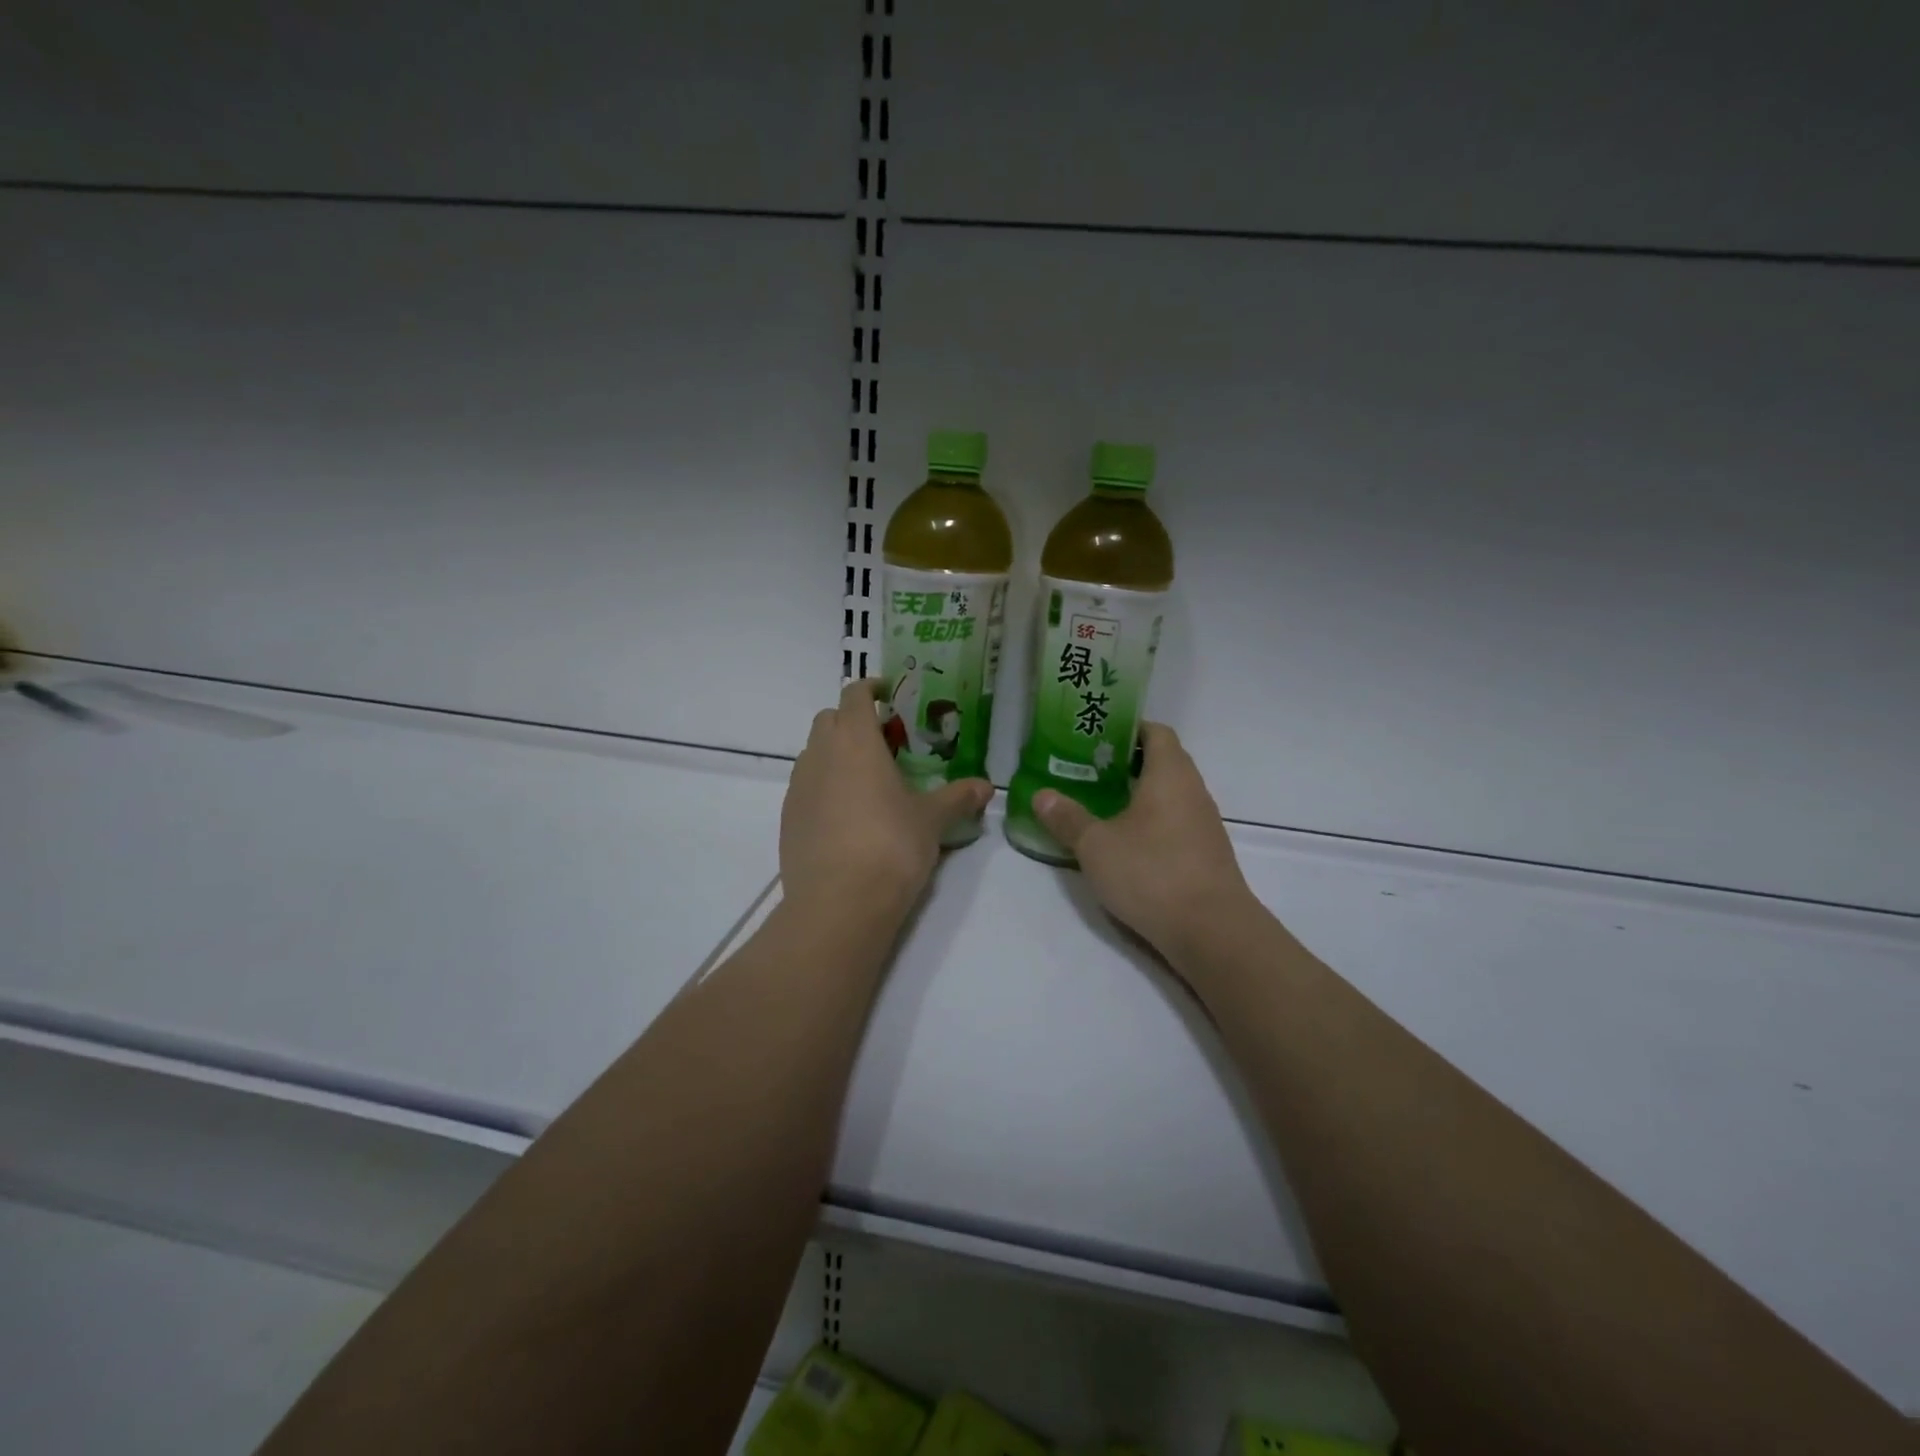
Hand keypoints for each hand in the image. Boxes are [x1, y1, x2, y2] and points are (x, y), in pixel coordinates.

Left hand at [780, 678, 992, 918]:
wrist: (839, 903)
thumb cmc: (891, 845)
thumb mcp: (932, 820)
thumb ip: (958, 797)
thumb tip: (986, 786)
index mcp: (855, 740)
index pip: (854, 694)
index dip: (870, 688)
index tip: (888, 695)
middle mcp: (820, 754)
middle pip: (829, 719)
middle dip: (853, 721)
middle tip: (884, 743)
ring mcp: (798, 786)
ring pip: (814, 753)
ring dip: (836, 754)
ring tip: (867, 781)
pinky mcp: (787, 818)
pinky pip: (805, 787)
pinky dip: (824, 787)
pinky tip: (847, 816)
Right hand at [1032, 723, 1256, 963]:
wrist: (1211, 931)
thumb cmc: (1151, 872)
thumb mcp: (1096, 845)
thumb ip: (1067, 818)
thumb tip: (1040, 795)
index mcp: (1170, 774)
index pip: (1155, 731)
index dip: (1127, 728)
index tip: (1096, 737)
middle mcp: (1193, 791)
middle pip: (1163, 761)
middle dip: (1126, 762)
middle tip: (1087, 770)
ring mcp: (1204, 824)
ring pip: (1170, 794)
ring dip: (1139, 794)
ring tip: (1100, 804)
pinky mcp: (1206, 854)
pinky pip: (1176, 822)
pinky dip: (1151, 822)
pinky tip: (1126, 842)